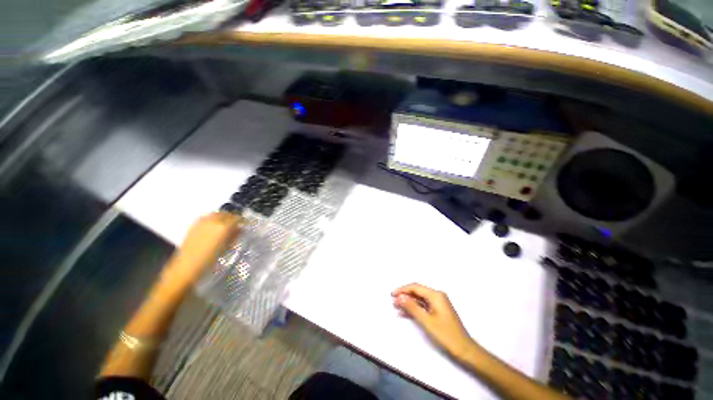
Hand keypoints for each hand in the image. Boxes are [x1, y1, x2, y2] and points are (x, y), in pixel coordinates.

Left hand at [161, 212, 241, 290]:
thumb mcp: (226, 248)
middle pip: (226, 214)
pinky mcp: (193, 225)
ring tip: (226, 224)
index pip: (237, 218)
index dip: (242, 221)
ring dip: (223, 217)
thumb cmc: (209, 260)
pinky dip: (212, 218)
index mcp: (224, 227)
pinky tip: (213, 225)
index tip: (246, 224)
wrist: (186, 268)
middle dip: (233, 218)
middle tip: (237, 224)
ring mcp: (202, 222)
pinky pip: (206, 217)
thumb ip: (234, 236)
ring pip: (216, 213)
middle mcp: (213, 221)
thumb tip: (240, 229)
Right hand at [392, 283, 477, 360]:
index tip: (392, 294)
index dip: (403, 289)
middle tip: (393, 300)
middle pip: (417, 291)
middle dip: (404, 295)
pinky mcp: (438, 311)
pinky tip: (405, 313)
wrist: (464, 349)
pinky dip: (414, 308)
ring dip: (408, 302)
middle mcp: (437, 296)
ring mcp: (438, 303)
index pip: (415, 287)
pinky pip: (423, 306)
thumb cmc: (446, 334)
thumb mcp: (427, 321)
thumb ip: (412, 307)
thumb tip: (400, 297)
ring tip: (396, 306)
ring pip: (419, 299)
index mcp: (436, 295)